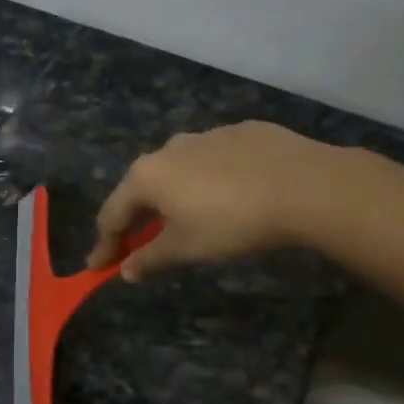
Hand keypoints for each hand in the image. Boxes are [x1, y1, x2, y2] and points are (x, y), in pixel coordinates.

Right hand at [88, 121, 353, 280]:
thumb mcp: (186, 249)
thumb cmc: (232, 222)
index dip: (104, 245)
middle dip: (137, 218)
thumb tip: (126, 271)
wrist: (306, 186)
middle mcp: (169, 148)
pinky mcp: (243, 132)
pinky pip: (215, 161)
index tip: (98, 267)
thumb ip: (150, 259)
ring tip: (188, 218)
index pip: (112, 214)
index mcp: (146, 176)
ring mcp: (207, 135)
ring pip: (179, 171)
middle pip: (142, 188)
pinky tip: (231, 196)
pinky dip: (211, 180)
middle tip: (138, 243)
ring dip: (174, 196)